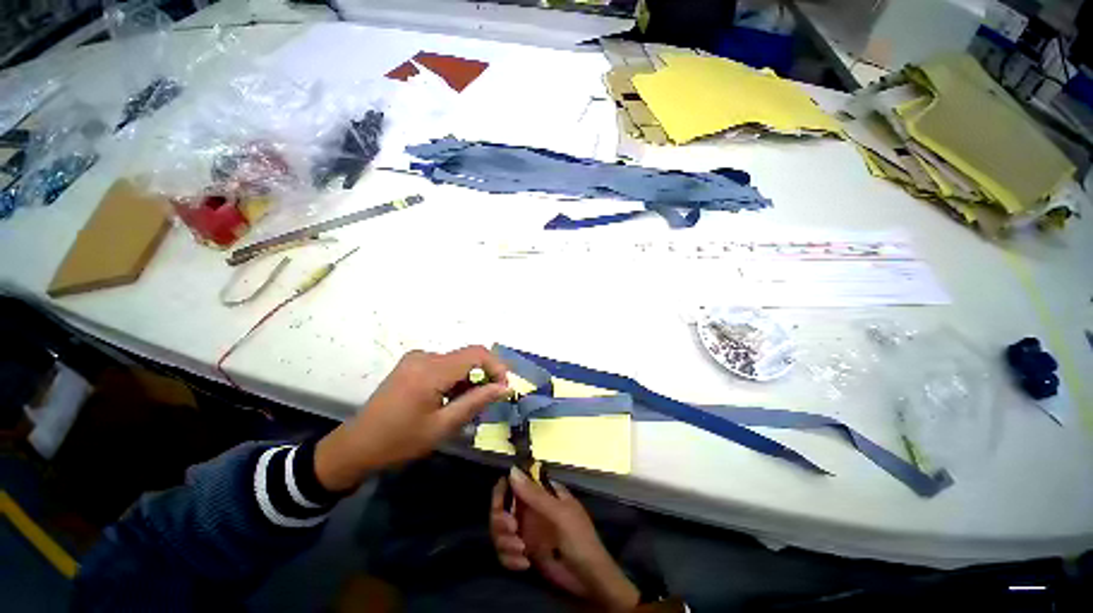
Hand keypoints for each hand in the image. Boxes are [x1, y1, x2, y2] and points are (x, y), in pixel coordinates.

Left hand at [315, 345, 508, 491]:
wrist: (356, 447)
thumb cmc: (399, 442)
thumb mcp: (442, 426)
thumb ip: (476, 402)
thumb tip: (504, 387)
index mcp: (430, 370)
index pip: (476, 354)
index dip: (497, 367)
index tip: (504, 388)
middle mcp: (424, 356)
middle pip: (468, 356)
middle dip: (484, 375)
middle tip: (488, 401)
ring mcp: (416, 358)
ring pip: (457, 361)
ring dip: (469, 379)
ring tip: (467, 405)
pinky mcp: (412, 364)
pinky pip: (444, 364)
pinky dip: (456, 378)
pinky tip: (451, 399)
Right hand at [490, 469, 639, 611]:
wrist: (589, 581)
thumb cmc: (579, 540)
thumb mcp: (559, 514)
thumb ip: (535, 495)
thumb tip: (512, 470)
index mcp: (543, 493)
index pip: (515, 483)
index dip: (503, 491)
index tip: (501, 505)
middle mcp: (532, 509)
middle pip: (503, 507)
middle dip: (501, 521)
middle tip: (512, 530)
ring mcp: (527, 531)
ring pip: (501, 531)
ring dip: (505, 542)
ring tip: (521, 551)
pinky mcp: (525, 552)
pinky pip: (506, 552)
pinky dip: (510, 559)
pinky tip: (524, 564)